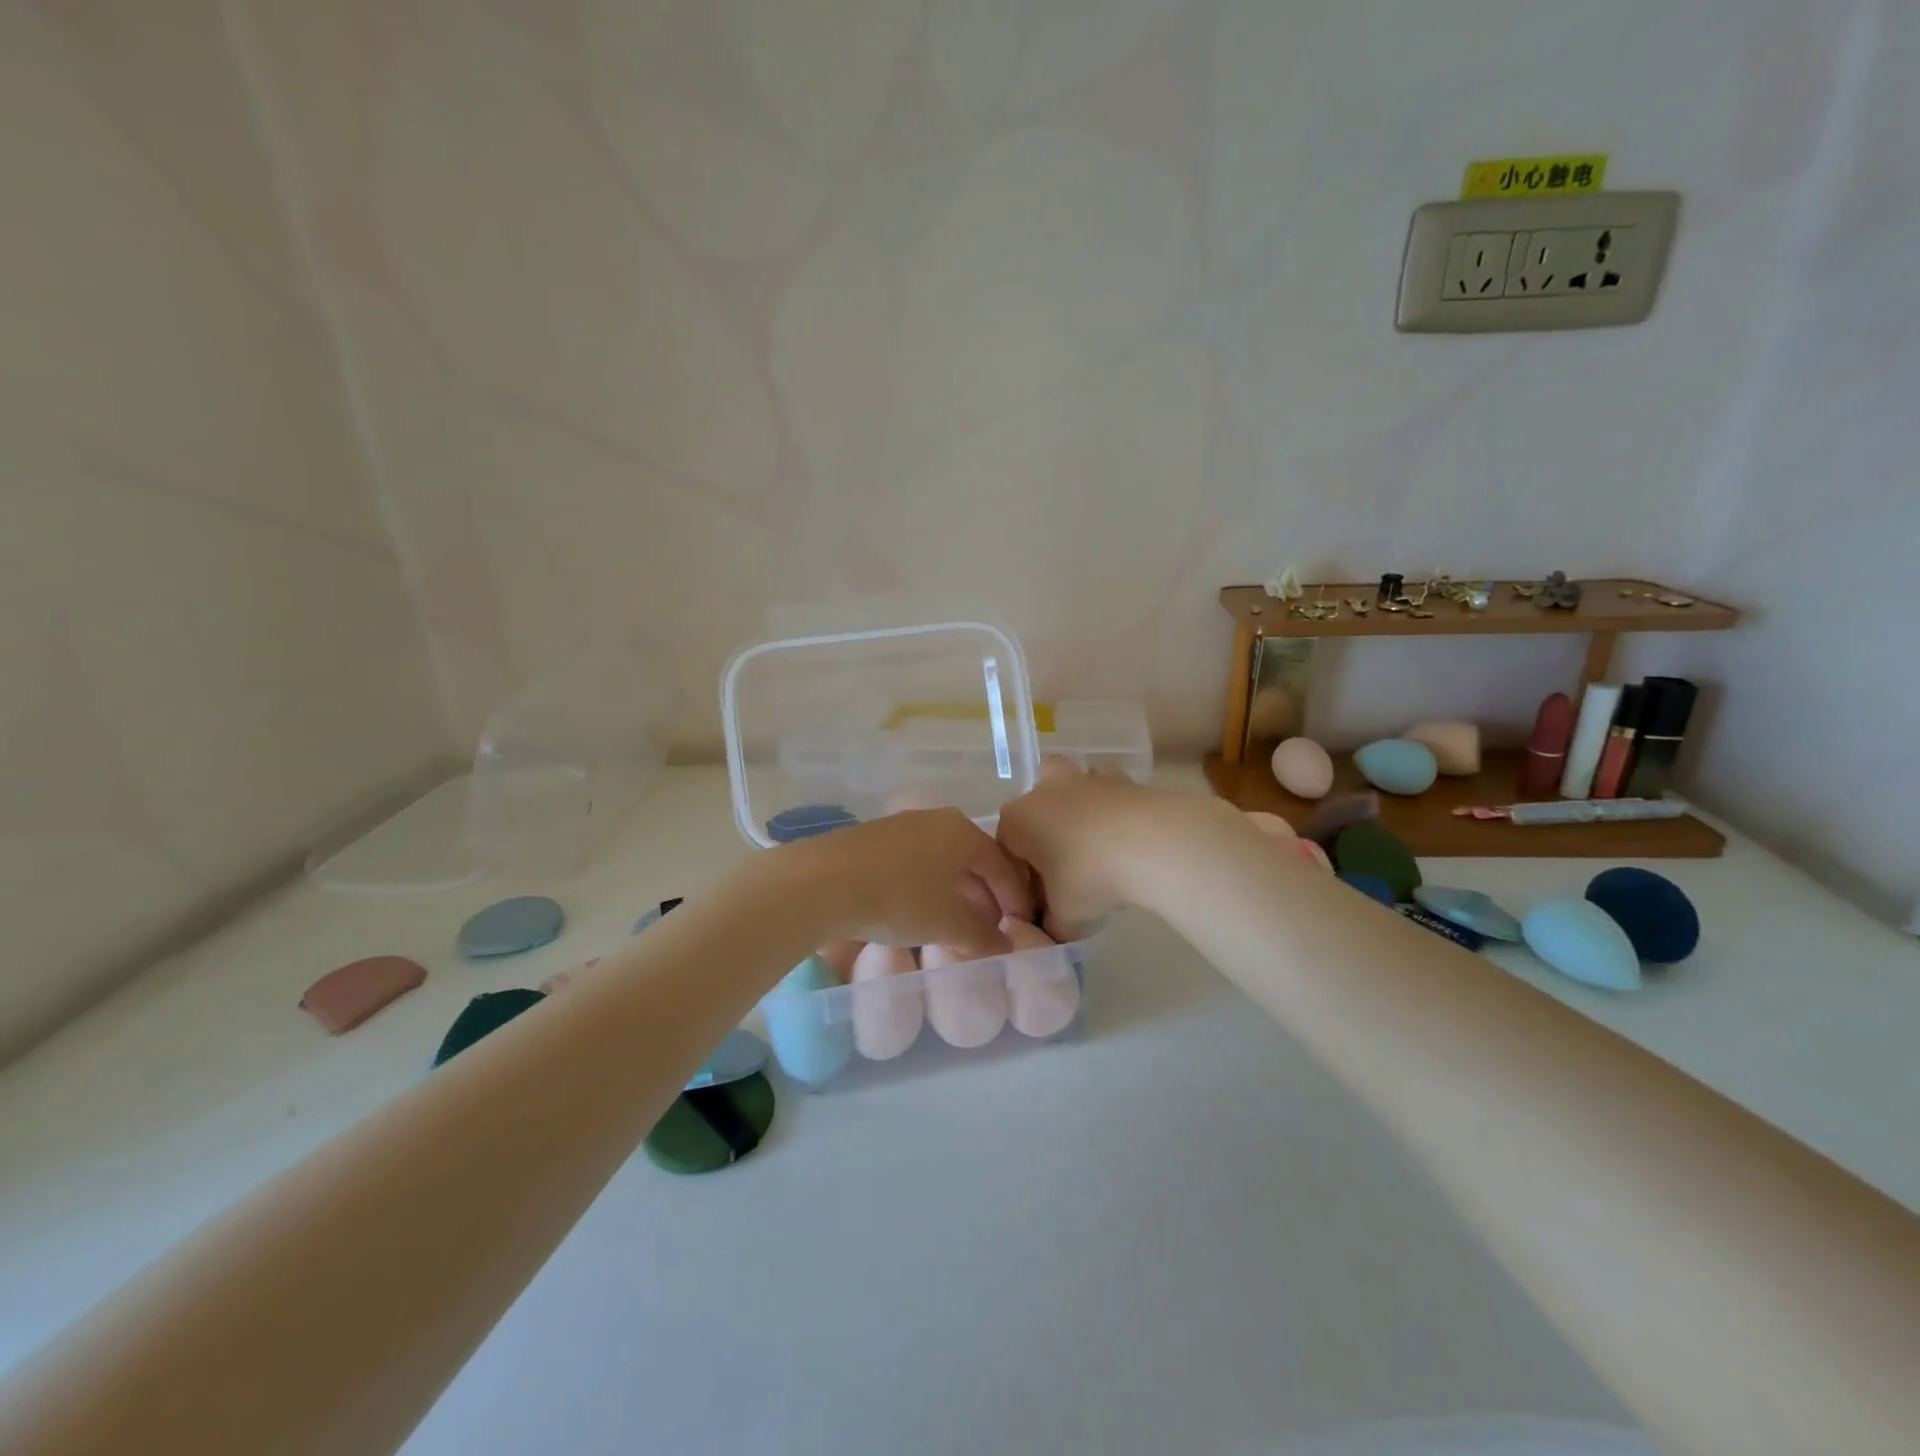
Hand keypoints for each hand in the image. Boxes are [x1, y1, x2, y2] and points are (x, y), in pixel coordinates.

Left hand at [784, 808, 1034, 956]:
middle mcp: (936, 820)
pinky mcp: (872, 838)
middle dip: (984, 894)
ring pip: (941, 861)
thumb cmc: (899, 898)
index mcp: (962, 832)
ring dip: (954, 892)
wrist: (822, 882)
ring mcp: (901, 826)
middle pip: (971, 859)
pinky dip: (926, 886)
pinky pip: (914, 862)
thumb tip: (1004, 947)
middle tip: (990, 926)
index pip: (1001, 865)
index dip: (1015, 897)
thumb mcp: (948, 924)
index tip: (1021, 924)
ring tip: (954, 923)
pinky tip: (917, 910)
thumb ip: (982, 936)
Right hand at [996, 759, 1214, 938]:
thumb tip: (1049, 929)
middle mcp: (1044, 791)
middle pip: (1034, 809)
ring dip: (1076, 808)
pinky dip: (1112, 805)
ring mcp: (1083, 778)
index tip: (1041, 902)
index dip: (1021, 878)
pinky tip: (1125, 832)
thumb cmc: (1090, 877)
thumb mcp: (1065, 917)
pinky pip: (1108, 789)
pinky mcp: (1121, 778)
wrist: (1150, 844)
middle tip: (1064, 867)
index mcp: (1017, 820)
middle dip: (1043, 832)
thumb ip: (1051, 925)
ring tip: (1095, 845)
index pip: (1006, 849)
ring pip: (1071, 787)